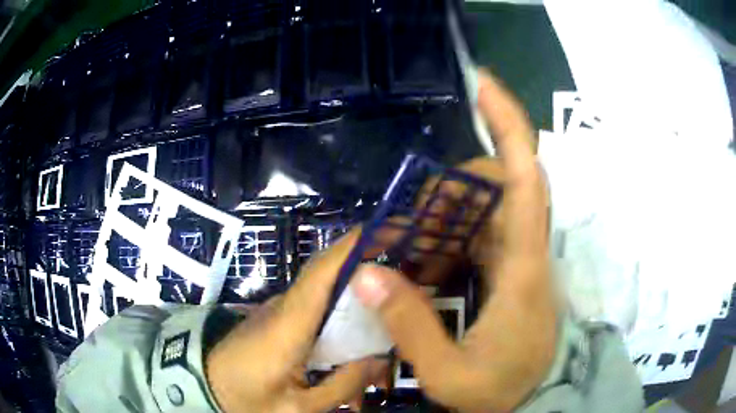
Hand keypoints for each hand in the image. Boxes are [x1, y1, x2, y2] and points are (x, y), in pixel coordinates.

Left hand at [206, 229, 385, 412]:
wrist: (205, 384)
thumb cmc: (246, 398)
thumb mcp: (297, 408)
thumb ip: (340, 385)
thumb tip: (379, 359)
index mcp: (288, 327)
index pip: (321, 274)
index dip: (351, 247)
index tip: (384, 230)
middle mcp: (284, 307)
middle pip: (326, 273)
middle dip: (363, 258)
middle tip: (403, 262)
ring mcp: (279, 309)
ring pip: (322, 286)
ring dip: (354, 280)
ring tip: (388, 293)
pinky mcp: (278, 316)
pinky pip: (315, 302)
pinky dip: (340, 300)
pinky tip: (358, 320)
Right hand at [353, 71, 556, 411]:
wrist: (534, 398)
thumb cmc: (501, 389)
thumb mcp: (449, 373)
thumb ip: (410, 327)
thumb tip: (366, 272)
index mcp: (523, 267)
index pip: (525, 178)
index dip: (508, 125)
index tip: (483, 84)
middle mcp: (525, 249)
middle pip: (495, 186)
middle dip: (448, 190)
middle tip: (405, 225)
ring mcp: (518, 257)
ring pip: (483, 209)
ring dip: (441, 215)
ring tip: (404, 248)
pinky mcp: (509, 269)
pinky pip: (476, 234)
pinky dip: (444, 237)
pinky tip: (419, 262)